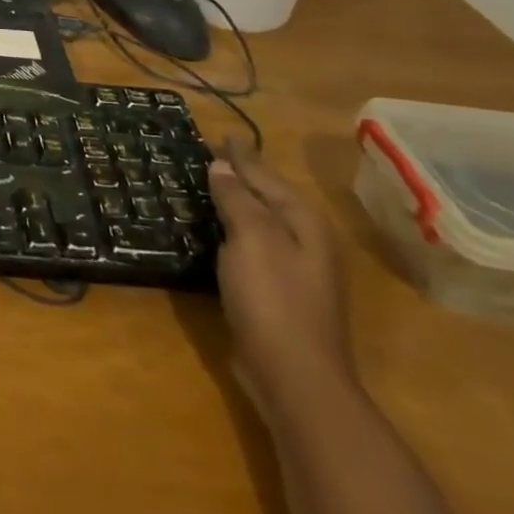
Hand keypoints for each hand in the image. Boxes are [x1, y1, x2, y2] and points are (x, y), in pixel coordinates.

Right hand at [207, 137, 354, 423]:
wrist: (294, 378)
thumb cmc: (274, 300)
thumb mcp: (252, 239)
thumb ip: (237, 199)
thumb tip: (222, 166)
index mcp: (304, 223)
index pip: (266, 176)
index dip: (241, 156)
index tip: (221, 135)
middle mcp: (306, 242)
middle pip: (268, 198)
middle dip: (241, 176)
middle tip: (210, 155)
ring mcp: (295, 271)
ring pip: (260, 223)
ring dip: (236, 203)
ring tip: (207, 185)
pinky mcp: (277, 294)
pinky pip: (251, 246)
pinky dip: (232, 231)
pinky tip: (214, 231)